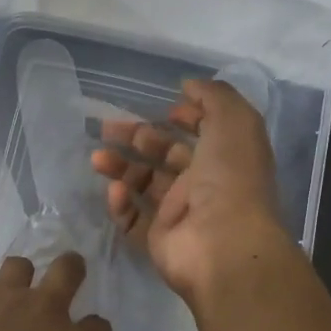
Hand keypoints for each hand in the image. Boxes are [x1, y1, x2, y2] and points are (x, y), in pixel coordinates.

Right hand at [90, 78, 290, 301]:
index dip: (185, 117)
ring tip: (97, 159)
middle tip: (106, 128)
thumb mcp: (234, 122)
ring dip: (120, 168)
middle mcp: (203, 184)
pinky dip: (121, 205)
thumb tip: (189, 85)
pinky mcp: (158, 239)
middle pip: (164, 156)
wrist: (223, 244)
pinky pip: (133, 219)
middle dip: (137, 138)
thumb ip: (214, 97)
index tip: (164, 109)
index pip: (202, 132)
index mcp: (224, 157)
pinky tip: (114, 192)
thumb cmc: (230, 178)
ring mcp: (179, 214)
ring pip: (143, 185)